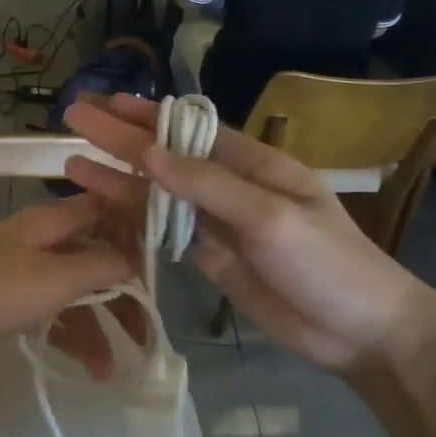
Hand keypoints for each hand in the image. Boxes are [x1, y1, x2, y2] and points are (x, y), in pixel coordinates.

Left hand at [0, 195, 141, 375]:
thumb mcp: (54, 279)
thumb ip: (100, 266)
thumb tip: (134, 260)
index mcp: (52, 221)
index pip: (106, 211)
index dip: (138, 230)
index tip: (168, 262)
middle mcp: (41, 238)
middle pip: (95, 258)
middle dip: (123, 295)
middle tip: (147, 334)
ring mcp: (22, 267)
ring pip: (74, 290)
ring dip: (96, 326)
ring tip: (111, 370)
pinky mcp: (7, 295)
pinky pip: (51, 308)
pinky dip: (69, 332)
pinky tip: (86, 366)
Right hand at [62, 95, 435, 376]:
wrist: (363, 333)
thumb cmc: (327, 264)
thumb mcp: (269, 217)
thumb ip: (207, 185)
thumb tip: (147, 152)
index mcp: (252, 164)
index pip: (188, 132)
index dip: (145, 117)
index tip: (105, 103)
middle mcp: (229, 187)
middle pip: (164, 159)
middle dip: (119, 140)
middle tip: (74, 121)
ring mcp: (217, 224)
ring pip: (157, 196)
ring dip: (117, 180)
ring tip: (72, 167)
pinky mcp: (210, 258)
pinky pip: (163, 232)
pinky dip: (134, 219)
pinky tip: (106, 209)